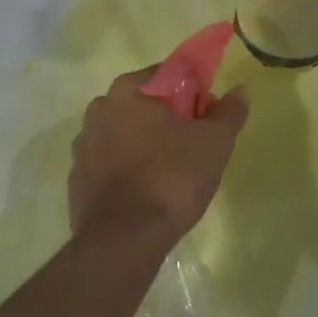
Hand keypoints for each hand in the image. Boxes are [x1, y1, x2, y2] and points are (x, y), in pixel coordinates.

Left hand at [68, 68, 249, 250]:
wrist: (123, 241)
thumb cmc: (170, 179)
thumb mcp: (213, 143)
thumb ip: (228, 112)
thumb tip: (240, 90)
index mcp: (127, 90)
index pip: (167, 74)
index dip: (193, 92)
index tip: (207, 117)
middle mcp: (99, 109)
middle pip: (144, 104)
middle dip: (168, 118)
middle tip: (194, 146)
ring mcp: (83, 145)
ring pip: (125, 134)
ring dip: (146, 144)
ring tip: (171, 174)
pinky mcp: (77, 179)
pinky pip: (110, 164)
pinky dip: (128, 170)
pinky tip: (146, 193)